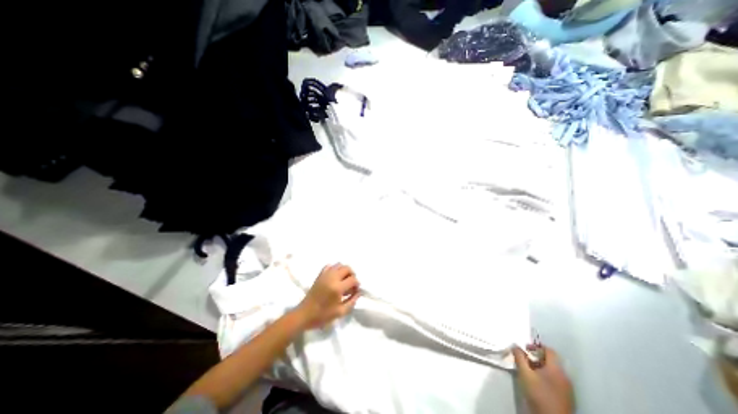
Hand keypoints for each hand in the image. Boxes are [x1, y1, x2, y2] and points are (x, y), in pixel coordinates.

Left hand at [296, 265, 362, 328]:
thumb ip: (352, 301)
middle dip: (352, 274)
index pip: (353, 279)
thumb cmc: (323, 315)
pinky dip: (335, 269)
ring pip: (339, 265)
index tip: (355, 290)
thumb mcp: (341, 312)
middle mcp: (332, 278)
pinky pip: (330, 266)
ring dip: (344, 271)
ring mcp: (325, 275)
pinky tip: (335, 277)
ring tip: (344, 280)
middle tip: (351, 284)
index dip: (357, 284)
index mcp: (337, 288)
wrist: (304, 314)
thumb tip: (358, 292)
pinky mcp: (320, 275)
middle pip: (347, 268)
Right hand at [514, 345, 574, 413]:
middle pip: (550, 360)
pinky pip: (556, 380)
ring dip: (540, 367)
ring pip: (553, 371)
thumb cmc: (538, 394)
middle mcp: (564, 376)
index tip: (526, 349)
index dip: (537, 346)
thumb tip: (515, 346)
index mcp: (556, 369)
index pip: (549, 350)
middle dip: (536, 357)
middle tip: (525, 360)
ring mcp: (567, 388)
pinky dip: (546, 377)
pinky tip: (537, 383)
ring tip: (529, 371)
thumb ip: (519, 357)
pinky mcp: (567, 397)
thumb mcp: (524, 373)